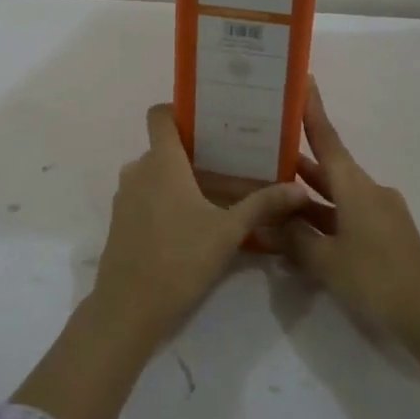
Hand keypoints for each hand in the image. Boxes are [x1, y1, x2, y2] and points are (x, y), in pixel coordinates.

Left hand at [96, 105, 311, 346]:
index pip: (159, 115)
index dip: (180, 109)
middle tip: (232, 164)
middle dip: (196, 154)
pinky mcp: (121, 221)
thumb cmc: (180, 259)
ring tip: (218, 194)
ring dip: (182, 180)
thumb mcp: (229, 232)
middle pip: (166, 148)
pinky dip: (167, 200)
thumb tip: (299, 189)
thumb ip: (263, 205)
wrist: (128, 308)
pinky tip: (194, 223)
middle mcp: (138, 170)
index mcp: (161, 162)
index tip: (210, 121)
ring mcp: (125, 196)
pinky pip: (146, 196)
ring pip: (156, 174)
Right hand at [279, 79, 419, 342]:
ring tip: (270, 190)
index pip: (327, 139)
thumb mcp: (326, 261)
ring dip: (307, 194)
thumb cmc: (376, 278)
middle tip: (264, 147)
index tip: (304, 79)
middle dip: (297, 159)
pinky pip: (345, 216)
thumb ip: (295, 238)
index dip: (312, 110)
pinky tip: (298, 233)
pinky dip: (322, 219)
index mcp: (355, 186)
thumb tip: (271, 220)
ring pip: (334, 195)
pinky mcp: (383, 235)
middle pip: (327, 168)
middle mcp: (367, 191)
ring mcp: (378, 213)